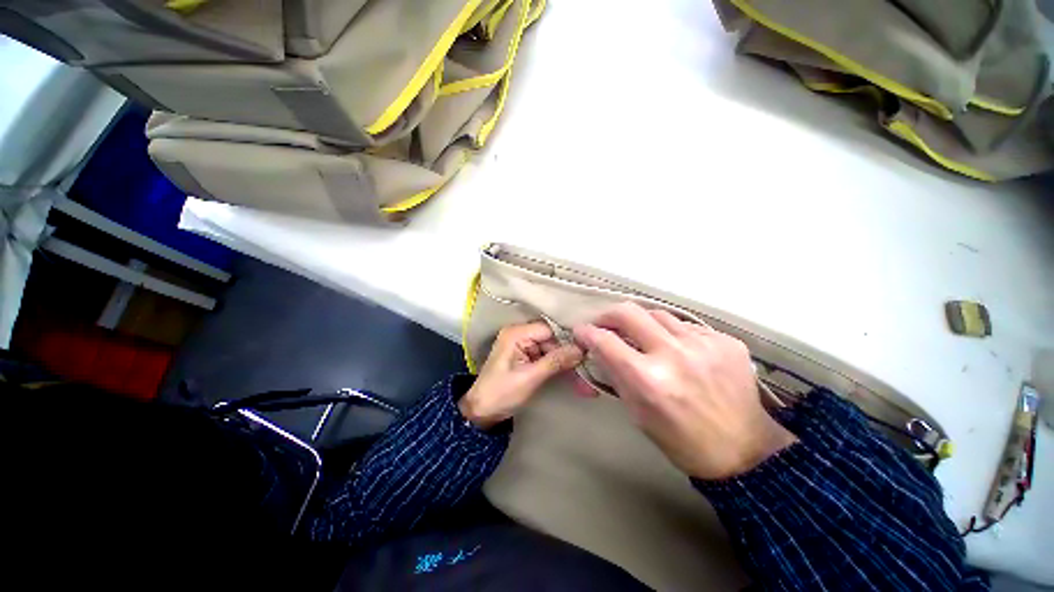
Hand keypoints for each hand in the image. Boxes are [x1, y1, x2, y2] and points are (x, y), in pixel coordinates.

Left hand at [460, 322, 583, 428]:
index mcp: (515, 334)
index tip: (587, 351)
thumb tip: (581, 349)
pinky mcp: (525, 359)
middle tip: (588, 366)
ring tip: (583, 372)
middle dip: (568, 352)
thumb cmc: (501, 394)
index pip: (549, 329)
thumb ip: (555, 361)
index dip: (567, 339)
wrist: (481, 412)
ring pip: (551, 348)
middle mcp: (518, 335)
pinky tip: (572, 373)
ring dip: (565, 360)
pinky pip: (546, 357)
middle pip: (552, 338)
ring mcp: (522, 347)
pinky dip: (557, 365)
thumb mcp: (530, 378)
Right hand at [573, 302, 796, 479]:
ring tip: (645, 338)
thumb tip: (607, 357)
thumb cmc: (687, 445)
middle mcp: (675, 352)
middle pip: (631, 313)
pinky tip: (682, 353)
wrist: (741, 447)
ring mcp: (704, 342)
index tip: (583, 333)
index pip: (606, 341)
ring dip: (646, 324)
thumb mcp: (644, 420)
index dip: (588, 334)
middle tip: (605, 324)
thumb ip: (624, 383)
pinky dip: (678, 337)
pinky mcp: (726, 340)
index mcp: (649, 380)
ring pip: (663, 316)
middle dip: (610, 315)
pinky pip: (692, 329)